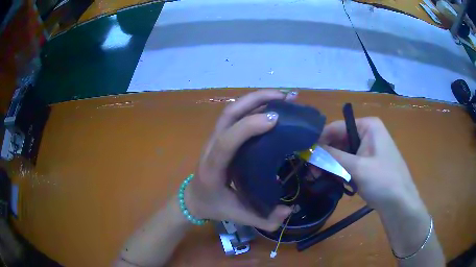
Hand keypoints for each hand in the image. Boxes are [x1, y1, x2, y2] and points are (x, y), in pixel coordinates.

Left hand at [184, 90, 295, 230]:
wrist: (193, 198)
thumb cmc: (213, 205)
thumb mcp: (238, 216)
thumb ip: (264, 219)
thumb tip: (289, 211)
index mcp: (213, 168)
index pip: (226, 141)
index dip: (248, 127)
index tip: (275, 119)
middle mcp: (211, 146)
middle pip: (228, 113)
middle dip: (256, 100)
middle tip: (285, 97)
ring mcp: (214, 138)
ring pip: (232, 109)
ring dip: (256, 98)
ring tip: (282, 96)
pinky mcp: (220, 135)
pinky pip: (235, 114)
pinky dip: (253, 105)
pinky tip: (271, 105)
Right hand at [319, 117, 423, 211]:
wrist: (399, 203)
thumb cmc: (383, 180)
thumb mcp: (357, 167)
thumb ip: (332, 156)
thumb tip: (309, 149)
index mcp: (368, 126)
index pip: (337, 127)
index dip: (320, 139)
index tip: (305, 153)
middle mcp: (368, 133)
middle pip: (340, 140)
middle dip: (325, 155)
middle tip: (311, 170)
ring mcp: (368, 148)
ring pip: (343, 153)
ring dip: (331, 164)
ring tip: (318, 177)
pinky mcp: (368, 162)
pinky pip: (349, 162)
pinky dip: (340, 170)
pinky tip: (332, 179)